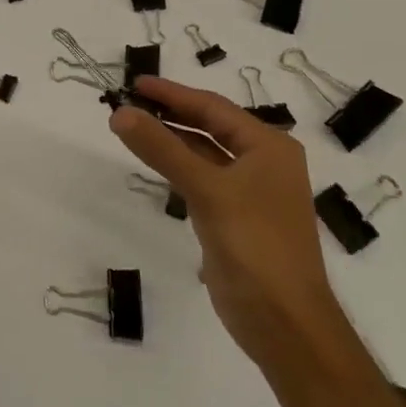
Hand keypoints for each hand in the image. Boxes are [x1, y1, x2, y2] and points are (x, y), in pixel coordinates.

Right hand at [109, 75, 343, 366]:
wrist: (284, 323)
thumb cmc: (255, 245)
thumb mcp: (207, 190)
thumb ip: (162, 149)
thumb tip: (121, 112)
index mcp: (269, 147)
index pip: (213, 107)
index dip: (172, 93)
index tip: (135, 83)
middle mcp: (263, 162)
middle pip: (209, 126)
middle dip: (169, 114)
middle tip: (126, 103)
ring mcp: (249, 192)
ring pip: (202, 153)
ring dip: (170, 140)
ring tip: (130, 127)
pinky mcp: (233, 218)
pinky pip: (200, 179)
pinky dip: (176, 168)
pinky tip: (152, 163)